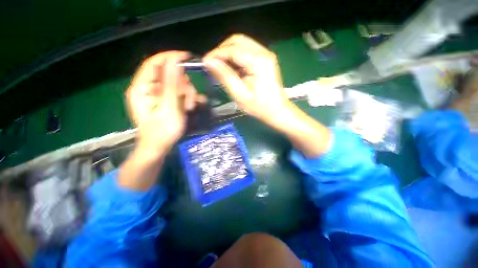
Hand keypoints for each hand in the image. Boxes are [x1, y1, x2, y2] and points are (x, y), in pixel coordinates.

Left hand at [126, 51, 205, 156]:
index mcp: (142, 88)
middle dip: (183, 85)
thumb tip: (175, 61)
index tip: (186, 57)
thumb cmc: (163, 132)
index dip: (169, 57)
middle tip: (189, 99)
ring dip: (186, 94)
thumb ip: (172, 84)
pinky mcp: (163, 102)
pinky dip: (185, 99)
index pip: (153, 63)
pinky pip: (177, 94)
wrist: (158, 149)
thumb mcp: (169, 108)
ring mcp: (156, 96)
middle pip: (168, 76)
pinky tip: (190, 107)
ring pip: (175, 85)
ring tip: (190, 108)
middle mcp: (147, 89)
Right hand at [205, 35, 330, 157]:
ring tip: (220, 66)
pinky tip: (232, 68)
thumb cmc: (259, 107)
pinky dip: (236, 56)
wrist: (277, 111)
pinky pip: (247, 51)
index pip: (233, 49)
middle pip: (237, 40)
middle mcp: (264, 53)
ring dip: (228, 52)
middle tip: (213, 64)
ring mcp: (266, 55)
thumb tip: (209, 61)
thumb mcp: (240, 94)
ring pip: (242, 43)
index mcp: (258, 62)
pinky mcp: (265, 59)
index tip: (205, 62)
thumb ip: (225, 76)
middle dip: (222, 50)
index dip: (216, 54)